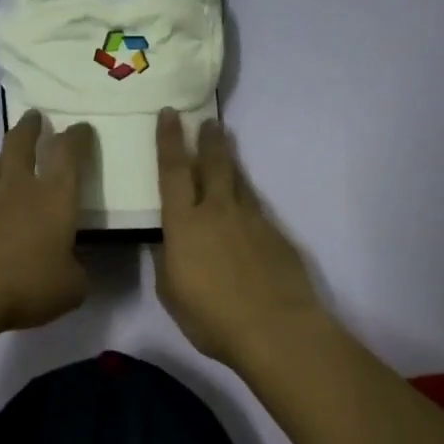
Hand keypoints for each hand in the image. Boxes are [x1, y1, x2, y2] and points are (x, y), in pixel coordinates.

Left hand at [0, 112, 91, 333]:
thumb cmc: (28, 285)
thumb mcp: (71, 287)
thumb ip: (75, 270)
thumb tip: (69, 266)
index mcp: (54, 197)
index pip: (68, 154)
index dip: (77, 137)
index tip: (81, 128)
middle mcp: (19, 188)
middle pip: (20, 143)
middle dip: (29, 127)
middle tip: (34, 117)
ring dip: (2, 156)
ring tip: (6, 159)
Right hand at [156, 109, 327, 367]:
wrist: (276, 329)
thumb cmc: (211, 316)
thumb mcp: (171, 292)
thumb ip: (167, 260)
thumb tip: (167, 242)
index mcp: (184, 223)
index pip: (173, 171)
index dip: (169, 141)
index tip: (169, 114)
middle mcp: (217, 211)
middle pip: (212, 164)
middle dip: (207, 140)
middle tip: (207, 121)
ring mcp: (252, 220)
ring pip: (238, 180)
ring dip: (229, 160)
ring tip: (226, 144)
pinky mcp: (276, 235)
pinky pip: (256, 206)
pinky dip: (246, 196)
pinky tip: (245, 203)